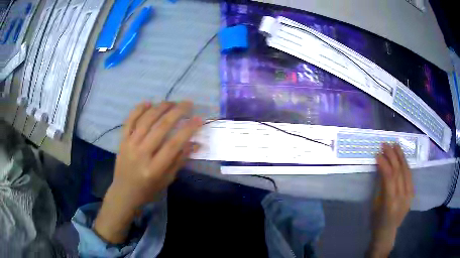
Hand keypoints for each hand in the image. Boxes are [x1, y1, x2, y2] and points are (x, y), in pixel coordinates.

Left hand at [94, 101, 201, 242]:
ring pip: (145, 120)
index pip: (173, 145)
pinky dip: (138, 110)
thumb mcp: (167, 180)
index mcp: (154, 168)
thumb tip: (195, 143)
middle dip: (176, 112)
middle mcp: (141, 154)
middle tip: (188, 103)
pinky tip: (148, 102)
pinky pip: (129, 121)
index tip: (198, 118)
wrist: (123, 192)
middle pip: (160, 128)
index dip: (187, 130)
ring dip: (160, 108)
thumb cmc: (148, 189)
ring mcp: (129, 145)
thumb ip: (179, 160)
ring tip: (171, 102)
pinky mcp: (122, 141)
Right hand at [367, 143, 413, 257]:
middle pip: (399, 171)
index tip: (377, 154)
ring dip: (400, 156)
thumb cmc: (377, 221)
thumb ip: (380, 186)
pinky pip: (409, 174)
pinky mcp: (412, 193)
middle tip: (385, 144)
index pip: (389, 177)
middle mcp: (402, 197)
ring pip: (406, 170)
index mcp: (390, 202)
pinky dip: (405, 163)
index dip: (384, 163)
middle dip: (392, 155)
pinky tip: (401, 156)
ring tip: (395, 144)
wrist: (387, 232)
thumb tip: (381, 167)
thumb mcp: (375, 204)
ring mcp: (409, 194)